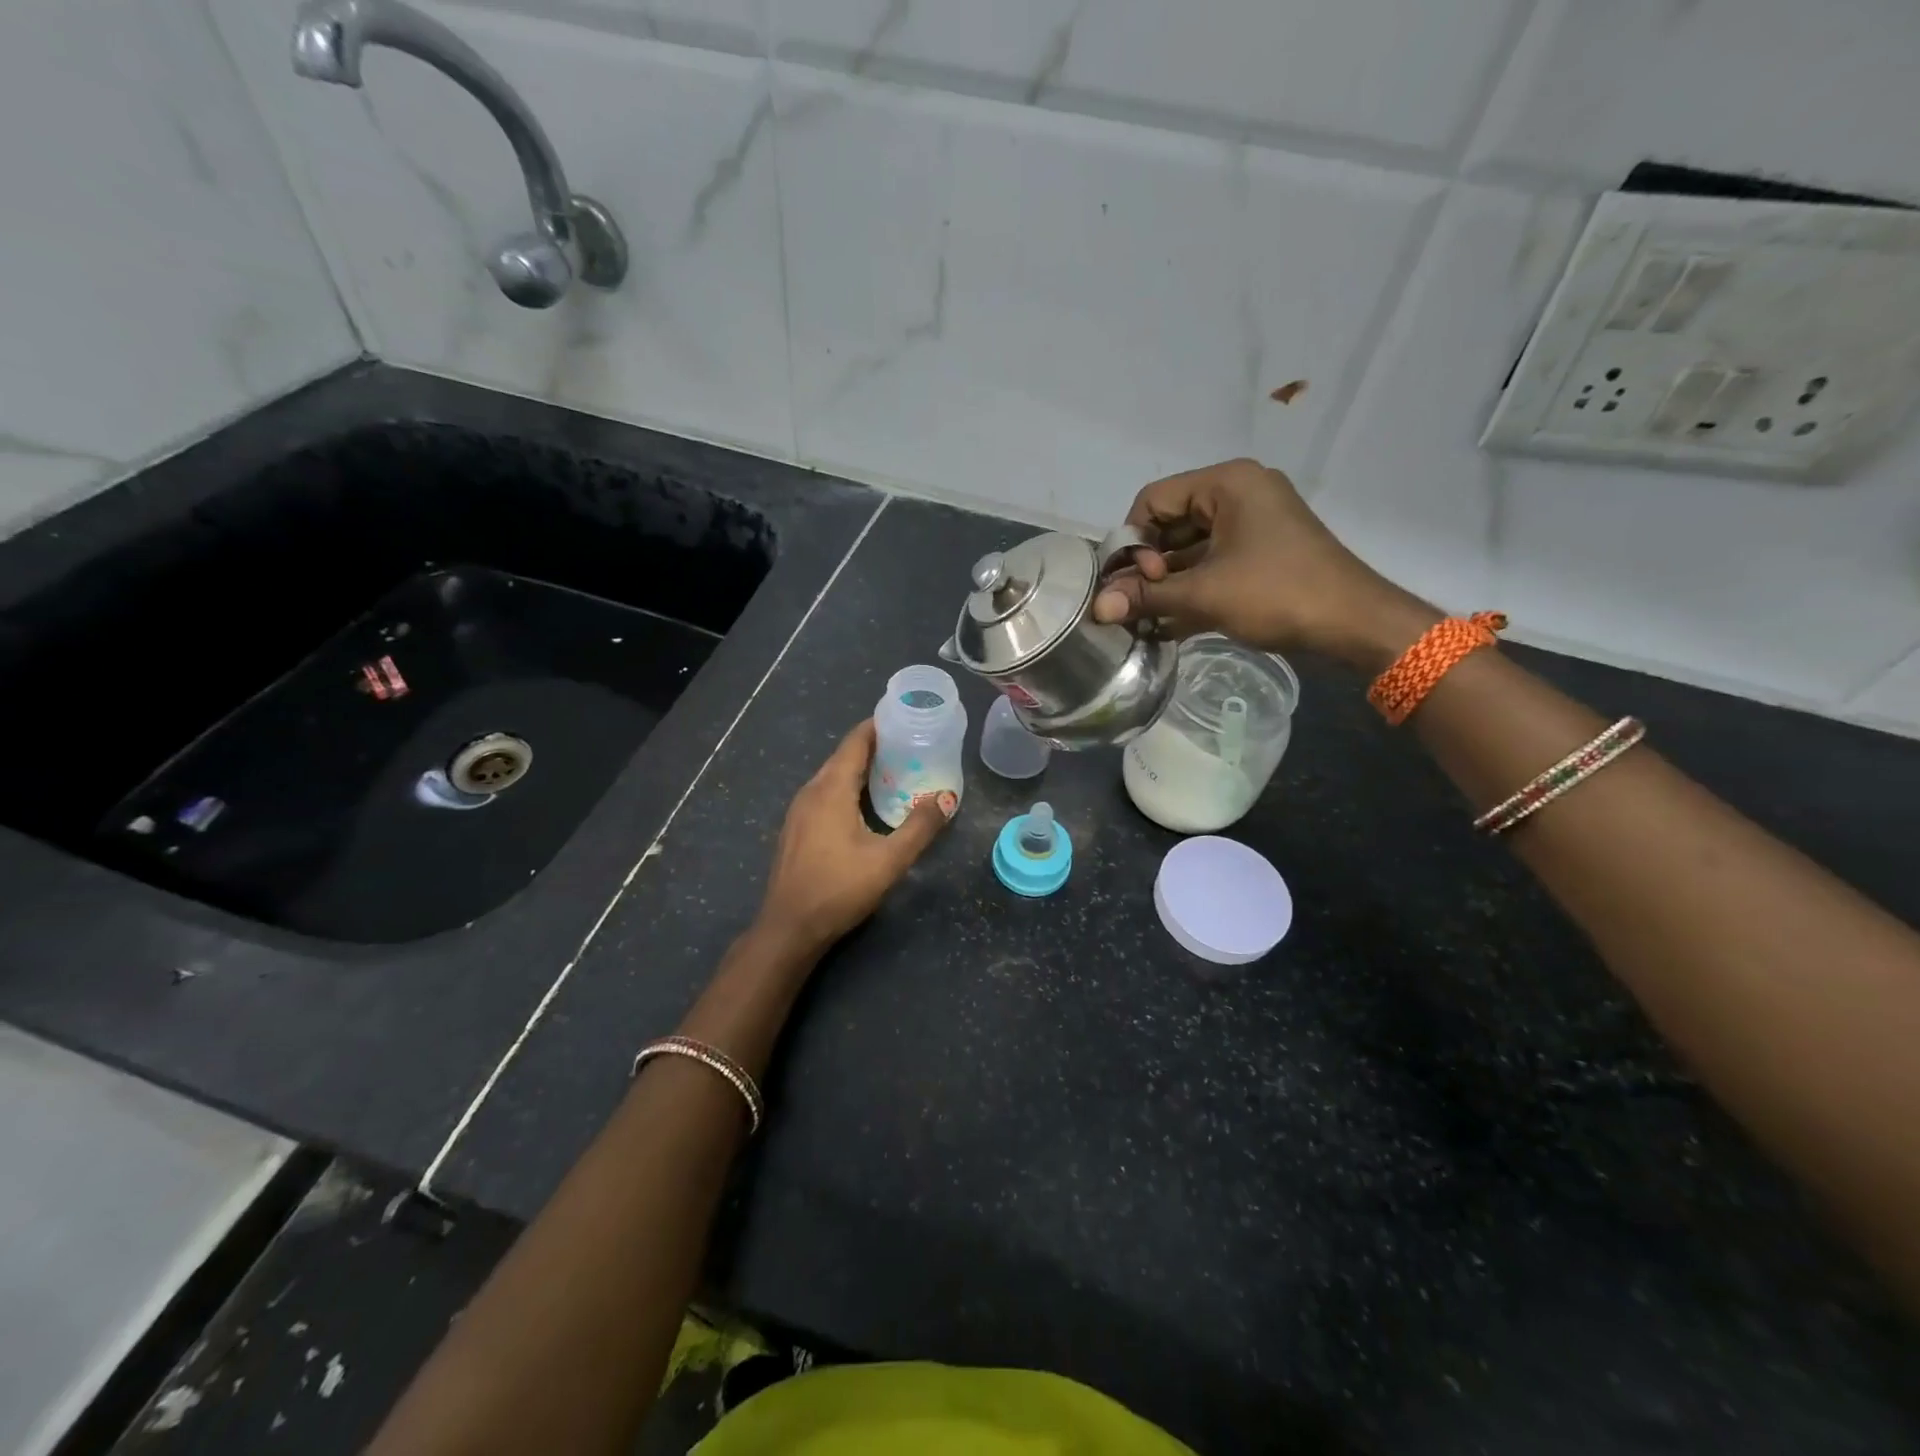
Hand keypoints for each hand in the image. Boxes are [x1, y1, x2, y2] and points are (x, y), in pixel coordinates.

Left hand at [756, 719, 954, 952]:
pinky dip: (849, 787)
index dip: (879, 725)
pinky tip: (868, 803)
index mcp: (831, 789)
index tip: (907, 717)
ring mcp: (800, 810)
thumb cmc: (838, 889)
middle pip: (845, 755)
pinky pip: (826, 793)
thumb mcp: (888, 860)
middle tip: (913, 744)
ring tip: (898, 770)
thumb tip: (946, 796)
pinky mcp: (797, 828)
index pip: (856, 741)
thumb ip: (920, 827)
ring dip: (863, 768)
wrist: (788, 928)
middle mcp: (811, 791)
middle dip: (877, 746)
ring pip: (834, 776)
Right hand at [1091, 459, 1438, 670]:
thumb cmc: (1278, 593)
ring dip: (1164, 584)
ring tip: (1141, 619)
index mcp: (1227, 483)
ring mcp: (1250, 526)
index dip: (1133, 540)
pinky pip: (1210, 564)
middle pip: (1169, 523)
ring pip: (1188, 549)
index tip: (1133, 582)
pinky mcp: (1258, 555)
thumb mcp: (1205, 594)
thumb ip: (1146, 596)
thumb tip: (1096, 608)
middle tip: (1135, 603)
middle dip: (1146, 566)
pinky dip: (1188, 590)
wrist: (1354, 623)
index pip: (1154, 499)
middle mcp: (1237, 494)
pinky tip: (1164, 624)